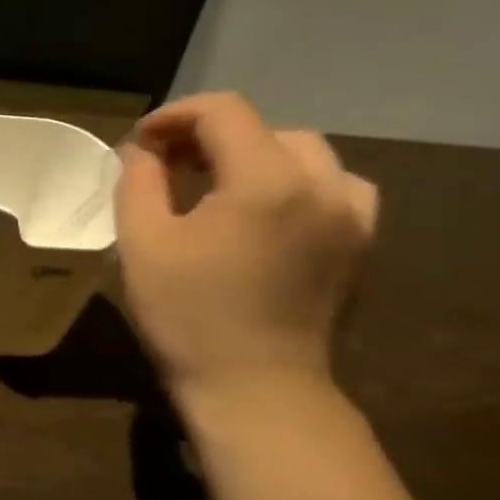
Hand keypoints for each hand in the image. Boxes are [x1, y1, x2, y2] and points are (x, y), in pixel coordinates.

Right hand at [116, 92, 377, 407]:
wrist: (256, 388)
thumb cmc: (188, 312)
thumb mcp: (142, 240)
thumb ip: (140, 179)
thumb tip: (144, 151)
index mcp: (267, 181)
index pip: (224, 111)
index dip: (175, 115)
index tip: (141, 143)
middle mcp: (322, 187)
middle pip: (265, 128)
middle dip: (210, 135)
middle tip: (169, 164)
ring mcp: (351, 217)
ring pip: (305, 154)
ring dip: (255, 155)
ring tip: (216, 183)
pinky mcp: (359, 245)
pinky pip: (336, 187)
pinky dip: (296, 181)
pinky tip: (266, 209)